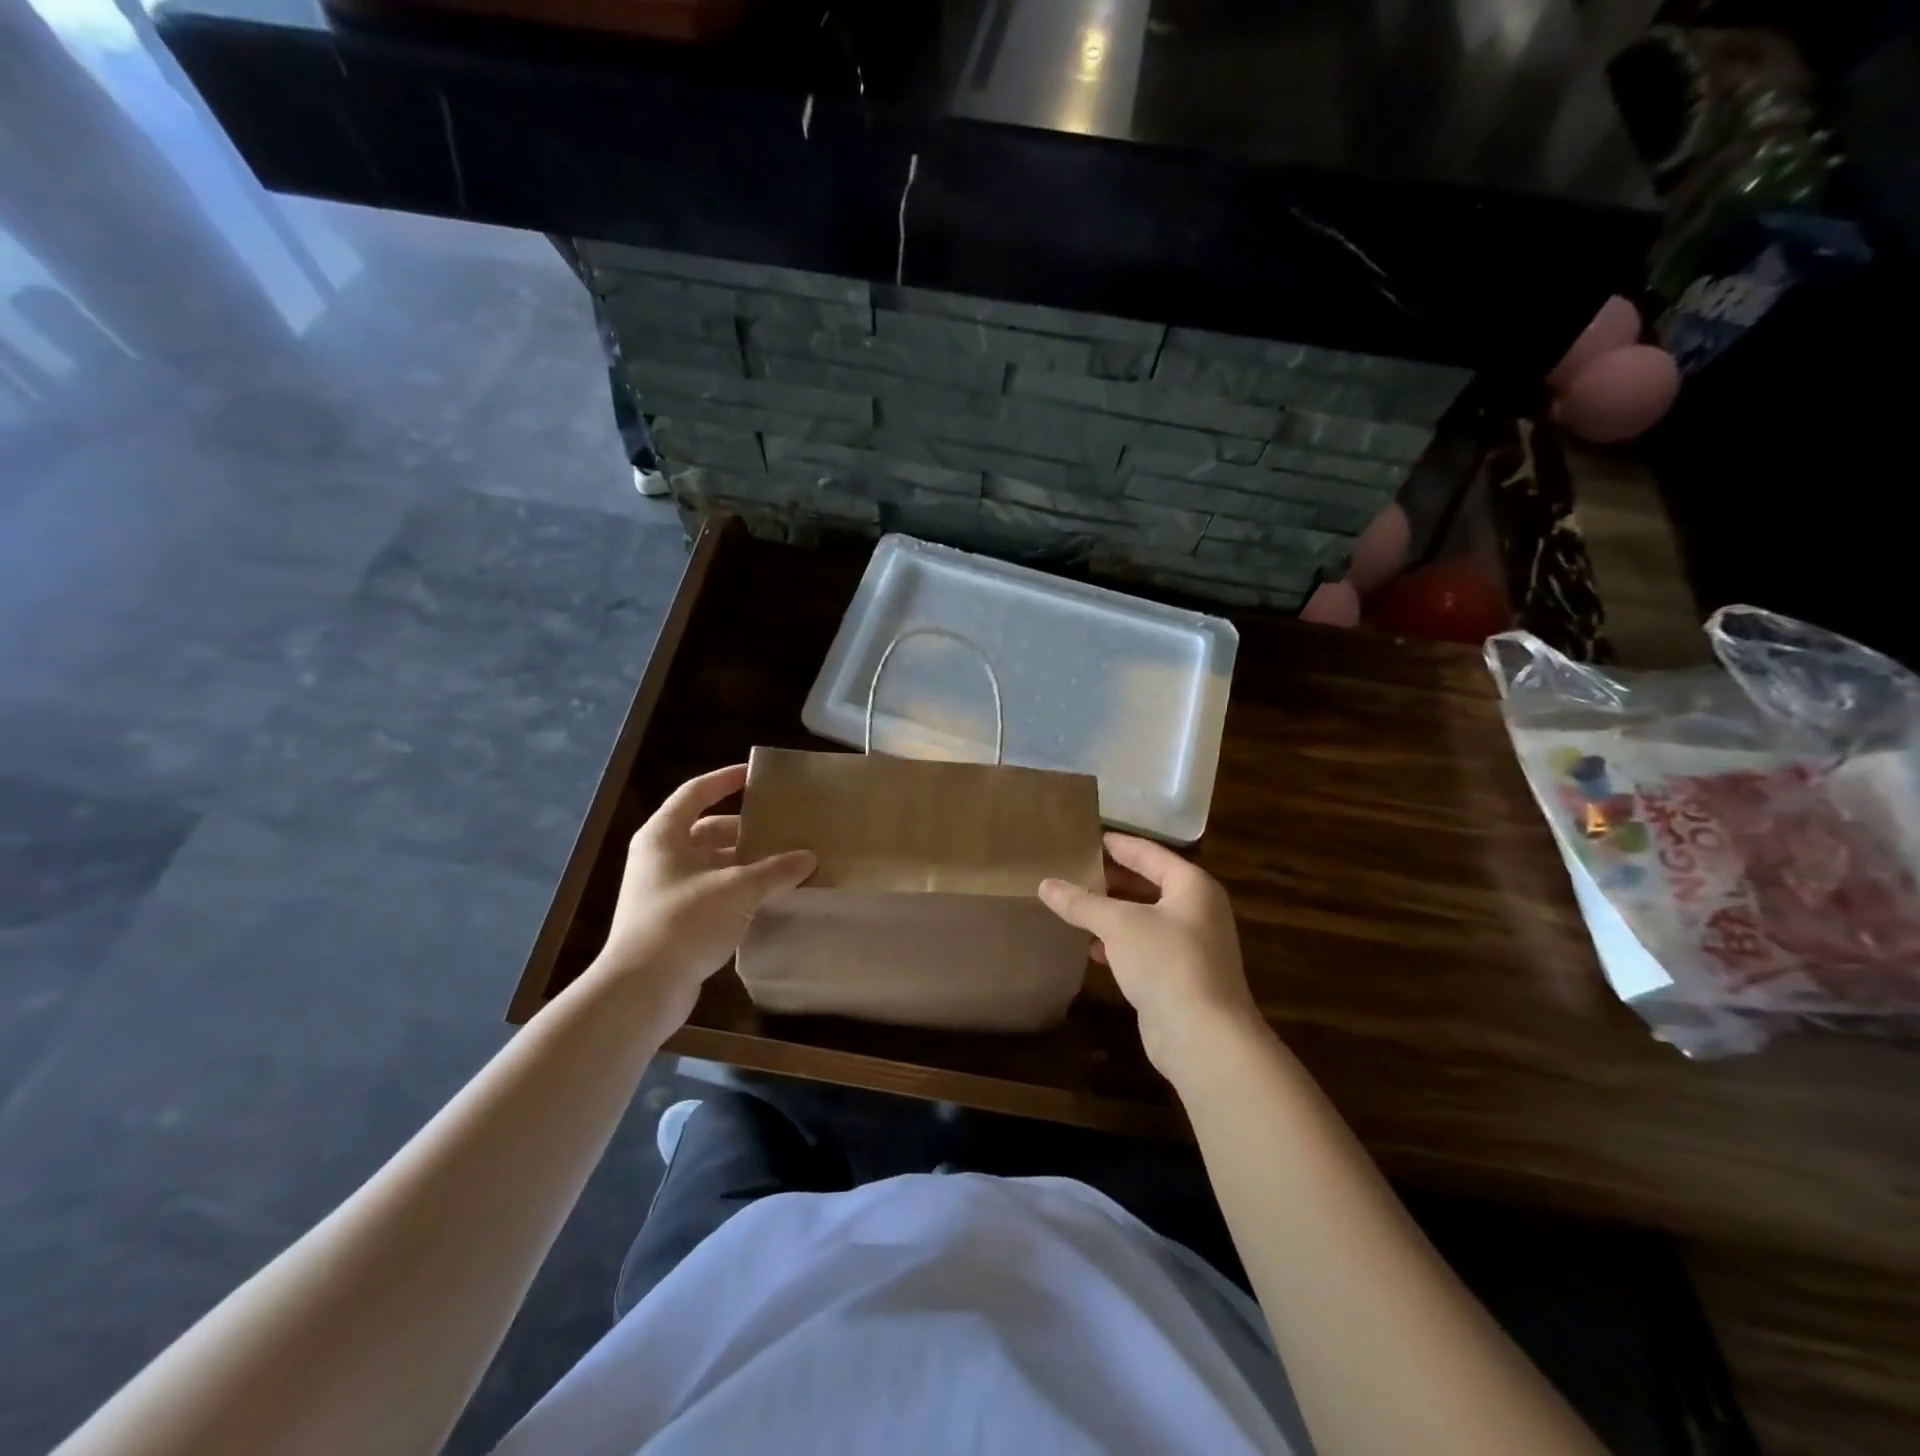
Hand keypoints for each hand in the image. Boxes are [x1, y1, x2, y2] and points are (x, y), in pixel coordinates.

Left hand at [590, 764, 815, 1024]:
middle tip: (783, 829)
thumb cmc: (684, 921)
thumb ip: (775, 870)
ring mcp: (666, 891)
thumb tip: (809, 857)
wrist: (641, 989)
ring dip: (746, 864)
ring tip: (785, 864)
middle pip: (708, 831)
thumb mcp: (737, 889)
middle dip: (746, 830)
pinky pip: (714, 893)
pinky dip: (740, 891)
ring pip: (713, 865)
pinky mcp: (675, 921)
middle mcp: (661, 857)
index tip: (755, 776)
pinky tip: (770, 898)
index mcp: (664, 836)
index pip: (696, 793)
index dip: (725, 780)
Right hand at [1039, 834, 1262, 1085]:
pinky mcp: (1181, 976)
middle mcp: (1197, 910)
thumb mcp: (1118, 925)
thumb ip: (1082, 902)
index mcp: (1192, 886)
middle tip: (1074, 870)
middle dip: (1112, 880)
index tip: (1088, 837)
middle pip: (1149, 884)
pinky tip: (1092, 948)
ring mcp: (1192, 946)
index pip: (1149, 853)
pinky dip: (1120, 943)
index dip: (1118, 845)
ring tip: (1075, 905)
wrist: (1204, 1037)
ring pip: (1145, 918)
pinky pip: (1145, 947)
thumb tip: (1045, 884)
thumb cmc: (1166, 963)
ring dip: (1113, 913)